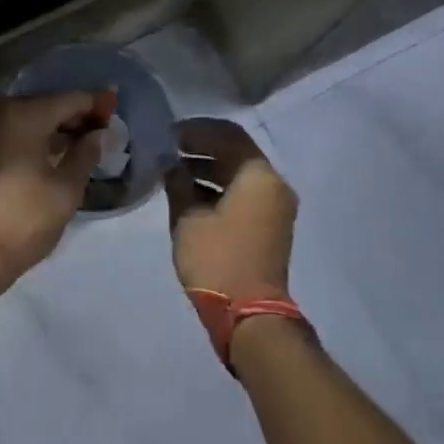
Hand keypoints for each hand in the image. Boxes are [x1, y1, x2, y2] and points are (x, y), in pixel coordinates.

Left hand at [0, 91, 113, 290]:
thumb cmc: (22, 218)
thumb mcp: (65, 190)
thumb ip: (85, 155)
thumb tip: (97, 135)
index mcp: (21, 113)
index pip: (68, 100)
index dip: (95, 104)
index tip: (114, 109)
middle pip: (41, 105)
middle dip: (70, 116)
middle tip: (98, 131)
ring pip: (20, 120)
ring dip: (47, 129)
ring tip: (75, 146)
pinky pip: (3, 134)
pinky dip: (26, 139)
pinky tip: (44, 156)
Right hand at [165, 118, 297, 300]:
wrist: (249, 312)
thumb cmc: (217, 259)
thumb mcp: (188, 218)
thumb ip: (178, 184)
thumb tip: (170, 164)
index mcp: (258, 176)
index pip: (228, 135)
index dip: (196, 131)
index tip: (168, 134)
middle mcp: (273, 185)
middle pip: (236, 153)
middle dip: (201, 148)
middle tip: (168, 150)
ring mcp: (275, 207)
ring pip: (239, 175)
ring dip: (208, 169)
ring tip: (173, 171)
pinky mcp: (269, 225)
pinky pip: (244, 194)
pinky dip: (218, 188)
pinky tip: (189, 193)